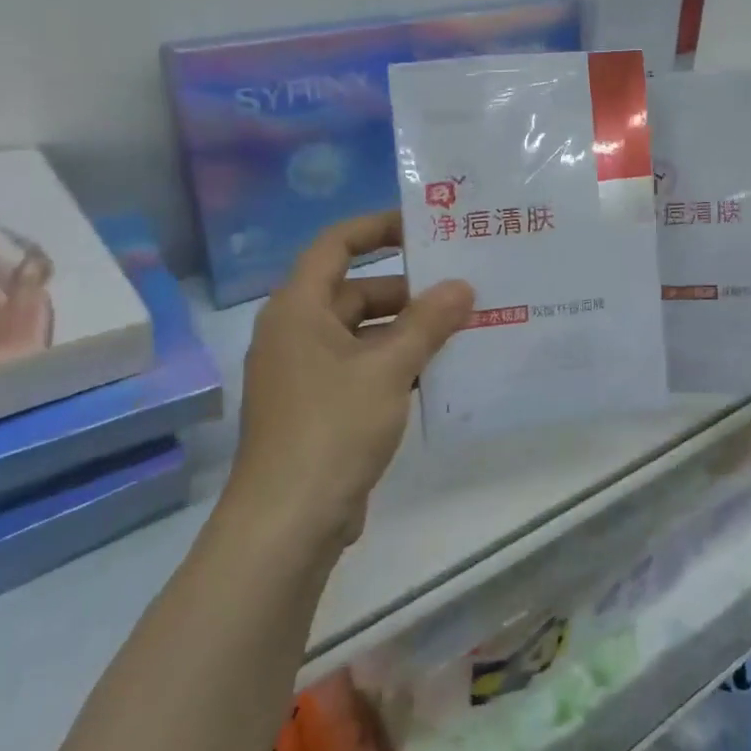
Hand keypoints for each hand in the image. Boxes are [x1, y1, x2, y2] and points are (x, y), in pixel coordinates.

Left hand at [225, 211, 473, 547]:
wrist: (288, 523)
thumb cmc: (331, 428)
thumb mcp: (387, 368)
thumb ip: (427, 323)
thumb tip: (462, 287)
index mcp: (298, 309)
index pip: (336, 245)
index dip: (377, 228)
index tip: (423, 228)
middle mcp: (296, 333)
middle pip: (354, 291)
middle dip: (407, 289)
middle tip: (460, 287)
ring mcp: (306, 373)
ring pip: (362, 333)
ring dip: (407, 329)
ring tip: (461, 326)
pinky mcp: (319, 407)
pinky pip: (362, 367)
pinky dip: (396, 362)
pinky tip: (438, 371)